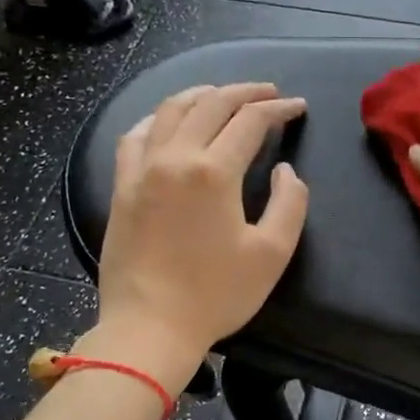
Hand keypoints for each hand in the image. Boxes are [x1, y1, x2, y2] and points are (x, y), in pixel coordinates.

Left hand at [90, 83, 308, 390]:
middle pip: (211, 104)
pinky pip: (136, 135)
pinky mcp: (121, 187)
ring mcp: (142, 169)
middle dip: (245, 92)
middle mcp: (175, 157)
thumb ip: (289, 204)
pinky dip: (158, 118)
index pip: (250, 121)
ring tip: (222, 95)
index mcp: (214, 171)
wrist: (150, 328)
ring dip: (202, 95)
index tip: (298, 107)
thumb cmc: (216, 295)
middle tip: (269, 93)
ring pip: (171, 110)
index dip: (279, 109)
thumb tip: (284, 170)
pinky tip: (169, 121)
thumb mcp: (271, 254)